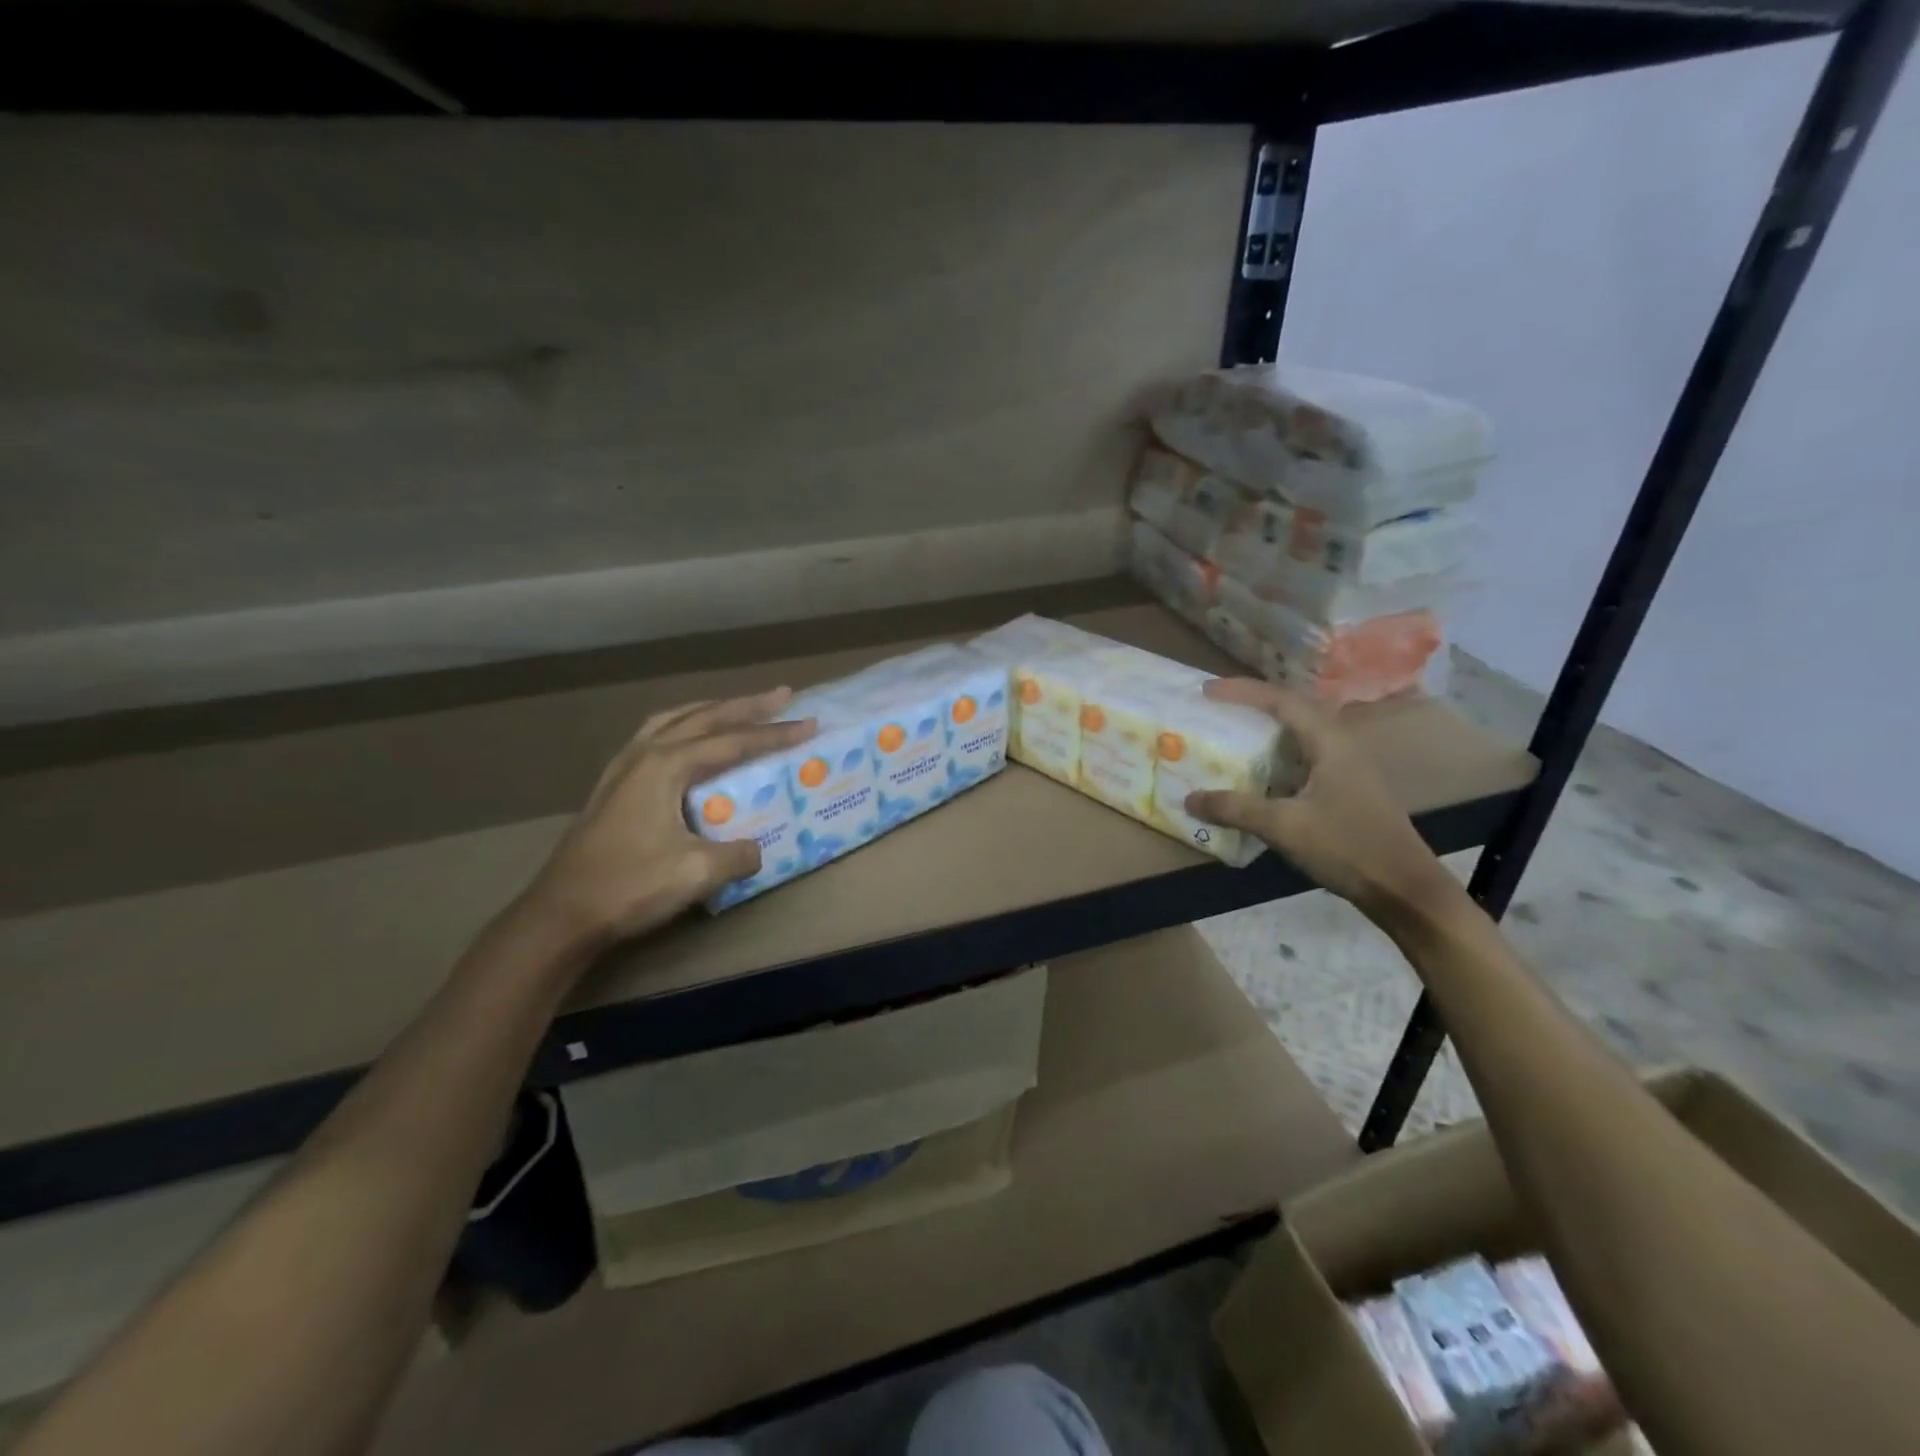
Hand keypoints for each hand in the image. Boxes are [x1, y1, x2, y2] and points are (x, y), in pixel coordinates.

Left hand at [519, 688, 815, 952]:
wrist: (561, 914)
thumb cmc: (629, 886)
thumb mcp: (697, 873)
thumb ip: (738, 854)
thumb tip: (756, 849)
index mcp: (667, 766)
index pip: (733, 741)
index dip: (774, 733)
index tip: (809, 723)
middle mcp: (644, 754)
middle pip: (704, 718)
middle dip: (747, 706)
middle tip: (783, 695)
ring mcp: (623, 767)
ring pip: (674, 721)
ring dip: (711, 711)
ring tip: (737, 708)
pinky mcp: (613, 785)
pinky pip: (655, 737)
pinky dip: (682, 727)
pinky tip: (687, 742)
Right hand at [1184, 678, 1463, 929]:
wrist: (1403, 889)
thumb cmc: (1348, 847)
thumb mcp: (1285, 827)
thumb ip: (1236, 809)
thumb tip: (1189, 799)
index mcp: (1329, 742)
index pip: (1281, 700)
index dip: (1242, 691)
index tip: (1206, 691)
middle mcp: (1338, 746)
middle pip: (1291, 711)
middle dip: (1251, 705)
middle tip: (1215, 708)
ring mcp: (1344, 769)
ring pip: (1297, 736)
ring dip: (1263, 732)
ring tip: (1229, 735)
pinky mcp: (1343, 791)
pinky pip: (1300, 760)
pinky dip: (1272, 759)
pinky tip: (1254, 776)